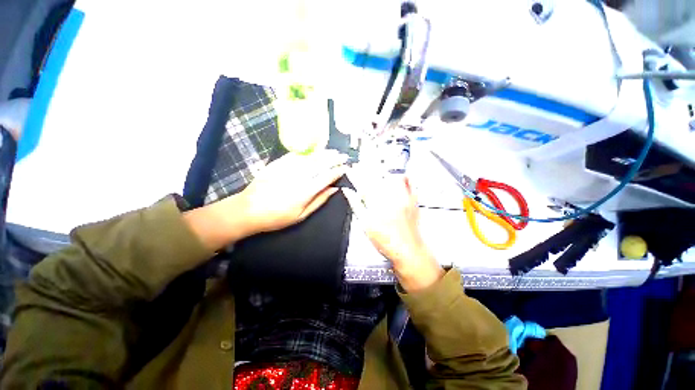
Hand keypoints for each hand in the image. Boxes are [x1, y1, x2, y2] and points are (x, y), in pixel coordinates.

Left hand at [237, 150, 346, 234]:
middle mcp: (298, 177)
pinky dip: (307, 152)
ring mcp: (287, 168)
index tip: (345, 168)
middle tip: (343, 156)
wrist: (248, 210)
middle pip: (320, 164)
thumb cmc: (277, 217)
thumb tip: (334, 189)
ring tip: (333, 151)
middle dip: (333, 159)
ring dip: (323, 154)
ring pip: (310, 158)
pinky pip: (296, 155)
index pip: (326, 177)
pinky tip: (314, 151)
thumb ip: (319, 201)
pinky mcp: (278, 164)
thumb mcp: (301, 216)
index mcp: (305, 191)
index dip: (337, 172)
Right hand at [343, 169, 443, 291]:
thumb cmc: (385, 240)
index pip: (362, 184)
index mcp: (376, 203)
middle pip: (376, 176)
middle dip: (366, 168)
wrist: (407, 249)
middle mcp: (390, 197)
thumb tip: (348, 192)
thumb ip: (356, 205)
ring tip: (375, 168)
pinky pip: (408, 182)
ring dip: (382, 170)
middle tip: (360, 165)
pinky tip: (397, 175)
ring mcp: (403, 196)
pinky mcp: (412, 199)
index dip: (355, 174)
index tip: (350, 168)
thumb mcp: (365, 224)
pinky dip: (402, 176)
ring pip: (391, 175)